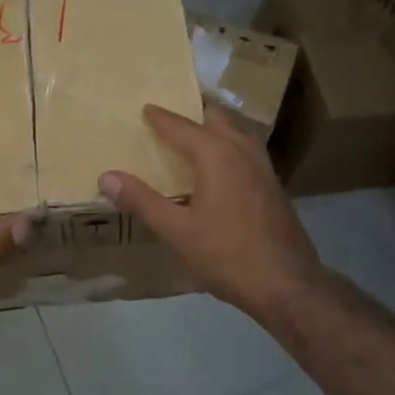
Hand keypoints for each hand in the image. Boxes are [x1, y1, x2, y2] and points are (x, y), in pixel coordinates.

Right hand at [100, 105, 323, 323]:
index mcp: (216, 155)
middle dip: (193, 113)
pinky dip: (230, 148)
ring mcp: (264, 169)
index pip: (182, 126)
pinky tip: (222, 170)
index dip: (161, 118)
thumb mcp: (176, 231)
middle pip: (216, 119)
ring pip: (237, 134)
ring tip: (196, 137)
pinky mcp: (274, 188)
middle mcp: (242, 152)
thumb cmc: (227, 255)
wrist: (288, 285)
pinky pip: (247, 153)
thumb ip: (141, 201)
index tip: (146, 108)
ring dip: (216, 129)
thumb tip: (106, 176)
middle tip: (171, 117)